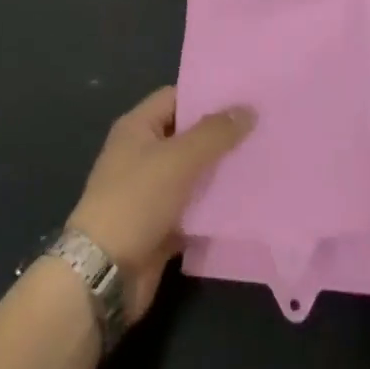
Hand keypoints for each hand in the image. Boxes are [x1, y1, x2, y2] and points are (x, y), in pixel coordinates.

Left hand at [66, 87, 254, 320]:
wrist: (105, 272)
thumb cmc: (136, 200)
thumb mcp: (177, 160)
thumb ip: (213, 134)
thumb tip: (247, 108)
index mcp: (137, 127)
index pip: (176, 97)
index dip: (208, 95)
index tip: (245, 96)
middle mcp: (143, 153)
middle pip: (187, 136)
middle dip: (221, 135)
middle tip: (264, 129)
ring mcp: (152, 191)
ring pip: (194, 174)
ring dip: (222, 172)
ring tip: (264, 163)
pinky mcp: (162, 226)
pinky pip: (194, 209)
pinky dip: (215, 207)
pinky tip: (249, 204)